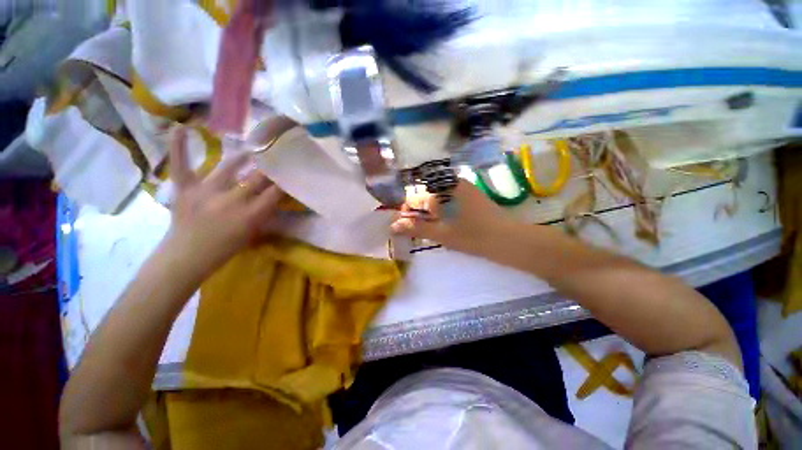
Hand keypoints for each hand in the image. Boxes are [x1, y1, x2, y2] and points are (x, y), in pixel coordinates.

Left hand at [164, 128, 283, 277]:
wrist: (186, 257)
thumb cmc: (225, 248)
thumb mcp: (253, 233)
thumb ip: (266, 213)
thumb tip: (277, 196)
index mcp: (250, 215)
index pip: (275, 192)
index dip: (285, 181)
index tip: (292, 174)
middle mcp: (231, 200)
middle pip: (258, 178)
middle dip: (271, 169)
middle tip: (277, 160)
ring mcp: (206, 191)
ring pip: (228, 168)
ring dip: (243, 158)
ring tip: (252, 151)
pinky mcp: (184, 188)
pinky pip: (181, 164)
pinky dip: (179, 147)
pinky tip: (182, 129)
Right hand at [391, 180, 516, 254]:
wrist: (507, 238)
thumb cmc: (471, 236)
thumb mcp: (441, 234)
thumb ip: (416, 228)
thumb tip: (393, 226)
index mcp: (441, 191)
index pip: (415, 197)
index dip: (407, 211)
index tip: (406, 224)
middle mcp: (451, 183)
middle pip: (426, 195)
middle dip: (419, 210)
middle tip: (419, 227)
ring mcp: (463, 186)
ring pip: (438, 195)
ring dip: (431, 209)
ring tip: (432, 225)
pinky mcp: (471, 192)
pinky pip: (449, 196)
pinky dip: (443, 207)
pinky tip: (446, 219)